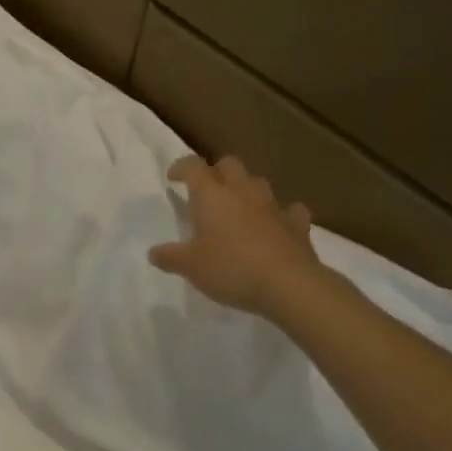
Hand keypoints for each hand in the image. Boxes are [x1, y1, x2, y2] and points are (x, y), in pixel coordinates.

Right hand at [148, 155, 324, 318]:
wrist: (289, 285)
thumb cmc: (231, 268)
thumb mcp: (190, 267)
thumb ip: (170, 257)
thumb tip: (153, 253)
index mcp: (212, 196)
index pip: (193, 166)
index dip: (181, 167)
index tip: (173, 178)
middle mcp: (242, 192)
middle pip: (229, 164)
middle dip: (216, 172)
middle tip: (206, 192)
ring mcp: (273, 206)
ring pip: (258, 182)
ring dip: (246, 189)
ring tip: (238, 207)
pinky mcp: (298, 225)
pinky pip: (290, 210)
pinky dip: (281, 213)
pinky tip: (276, 225)